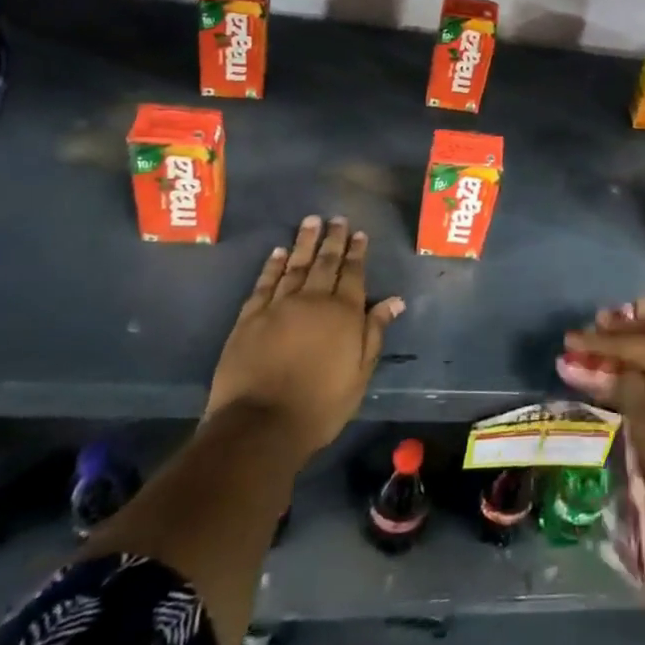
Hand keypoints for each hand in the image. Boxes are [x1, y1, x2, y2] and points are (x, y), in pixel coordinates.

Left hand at [206, 215, 403, 457]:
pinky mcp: (249, 318)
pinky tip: (277, 252)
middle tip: (336, 219)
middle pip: (325, 263)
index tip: (359, 233)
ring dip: (304, 243)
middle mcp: (312, 301)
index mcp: (343, 313)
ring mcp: (278, 307)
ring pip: (294, 266)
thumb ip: (375, 332)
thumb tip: (394, 300)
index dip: (357, 252)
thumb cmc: (320, 405)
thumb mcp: (359, 373)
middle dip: (333, 239)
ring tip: (310, 222)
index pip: (353, 274)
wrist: (260, 425)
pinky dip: (272, 266)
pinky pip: (264, 283)